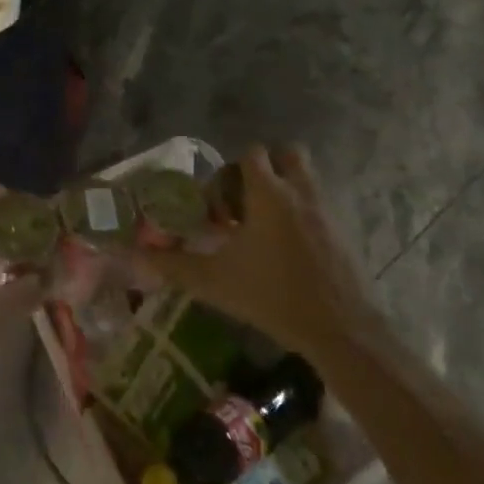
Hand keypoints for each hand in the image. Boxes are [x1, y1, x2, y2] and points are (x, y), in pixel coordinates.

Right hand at [140, 145, 377, 358]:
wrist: (340, 330)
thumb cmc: (273, 296)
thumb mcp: (215, 282)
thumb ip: (174, 264)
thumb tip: (136, 254)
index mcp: (269, 192)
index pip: (251, 153)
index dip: (232, 172)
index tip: (221, 207)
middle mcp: (300, 191)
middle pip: (287, 153)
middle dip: (267, 168)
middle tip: (248, 203)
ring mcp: (327, 209)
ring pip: (307, 178)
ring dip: (287, 189)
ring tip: (268, 227)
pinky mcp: (346, 230)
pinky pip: (322, 205)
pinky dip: (305, 215)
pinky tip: (291, 251)